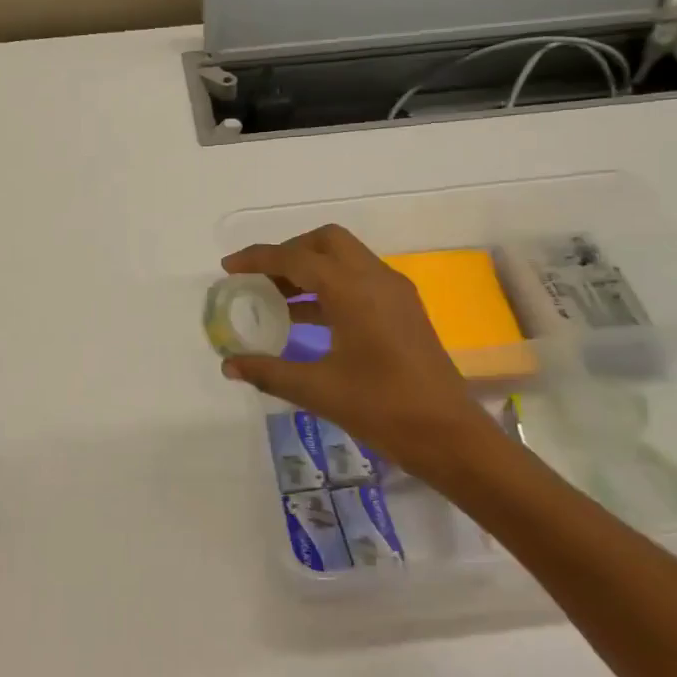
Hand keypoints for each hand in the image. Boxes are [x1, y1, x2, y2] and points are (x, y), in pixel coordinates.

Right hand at [220, 225, 498, 485]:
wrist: (448, 434)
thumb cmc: (382, 408)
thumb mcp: (318, 390)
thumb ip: (269, 371)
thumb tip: (229, 365)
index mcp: (353, 290)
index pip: (296, 259)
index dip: (258, 259)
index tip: (229, 268)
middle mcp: (376, 278)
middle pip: (326, 242)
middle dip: (289, 252)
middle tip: (259, 278)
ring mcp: (395, 292)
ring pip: (345, 258)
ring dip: (310, 268)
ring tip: (275, 297)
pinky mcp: (403, 309)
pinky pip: (359, 279)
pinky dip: (330, 285)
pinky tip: (308, 318)